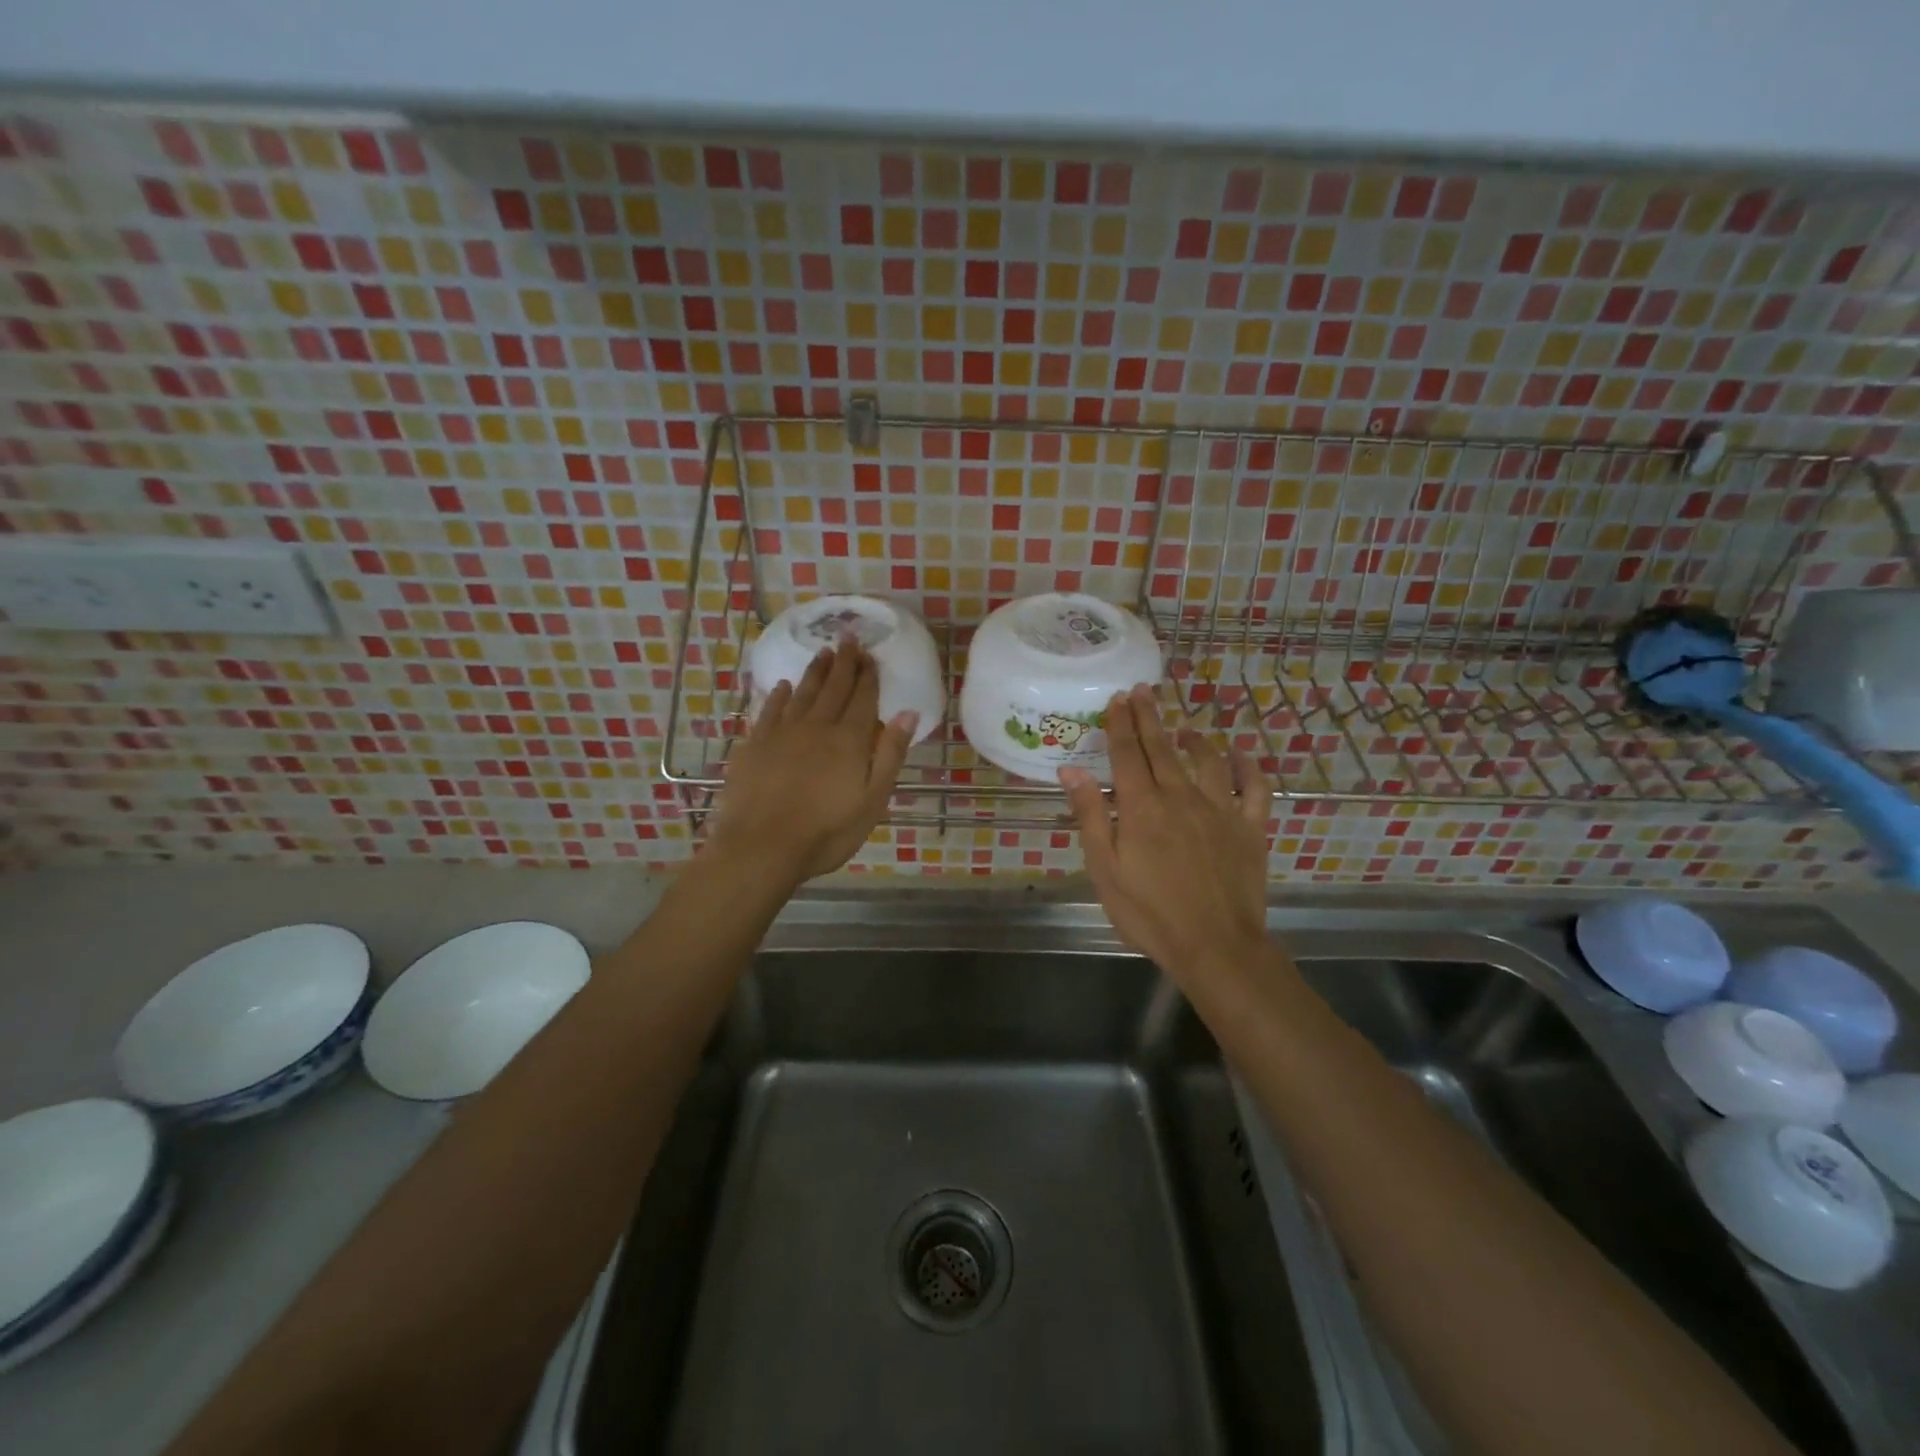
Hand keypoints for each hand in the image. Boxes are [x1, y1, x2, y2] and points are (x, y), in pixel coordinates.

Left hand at [705, 640, 916, 888]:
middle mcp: (817, 726)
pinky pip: (769, 709)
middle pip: (834, 688)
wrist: (761, 847)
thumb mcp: (872, 800)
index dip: (868, 675)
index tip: (871, 655)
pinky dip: (778, 695)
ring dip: (815, 672)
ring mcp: (782, 733)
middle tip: (848, 638)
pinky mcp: (755, 744)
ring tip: (824, 653)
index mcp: (849, 740)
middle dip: (844, 663)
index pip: (863, 698)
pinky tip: (782, 686)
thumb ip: (890, 754)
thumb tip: (907, 713)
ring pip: (802, 693)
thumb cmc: (826, 832)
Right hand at [1059, 686, 1273, 988]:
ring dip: (1193, 738)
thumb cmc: (1149, 912)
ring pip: (1207, 760)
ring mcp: (1220, 809)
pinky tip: (1240, 753)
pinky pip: (1254, 788)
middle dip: (1150, 717)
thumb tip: (1072, 770)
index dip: (1121, 723)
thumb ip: (1091, 816)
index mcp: (1142, 806)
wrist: (1215, 946)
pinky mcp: (1250, 828)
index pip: (1128, 754)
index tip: (1117, 698)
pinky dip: (1247, 766)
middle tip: (1143, 691)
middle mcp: (1181, 796)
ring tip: (1184, 725)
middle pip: (1163, 748)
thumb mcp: (1104, 869)